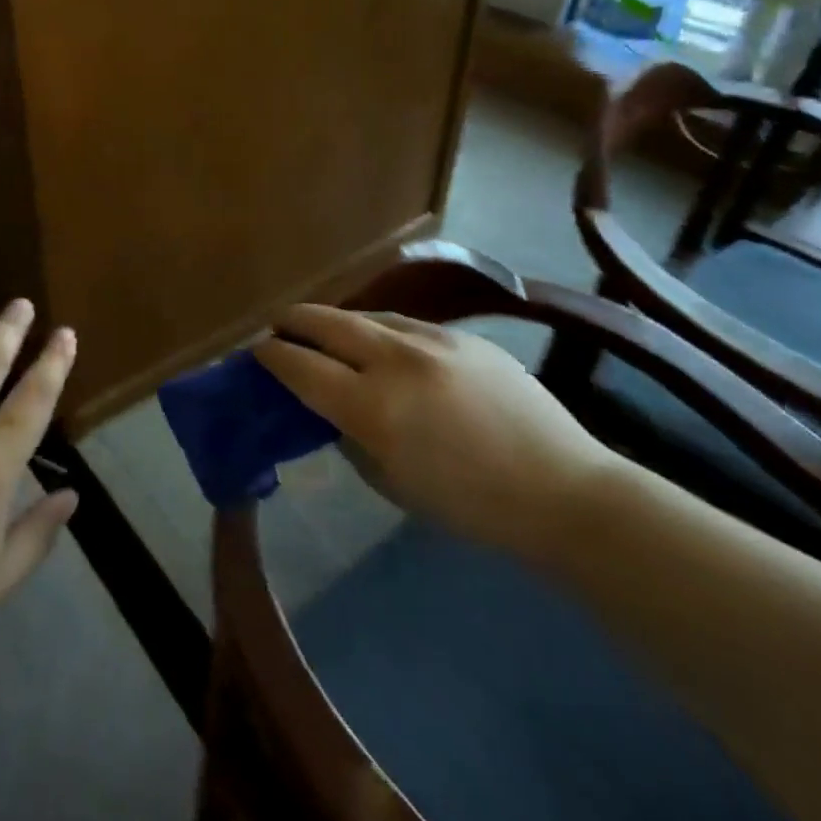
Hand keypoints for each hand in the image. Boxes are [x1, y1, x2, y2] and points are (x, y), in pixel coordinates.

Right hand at [255, 306, 618, 562]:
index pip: (301, 366)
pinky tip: (381, 343)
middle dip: (294, 321)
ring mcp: (431, 341)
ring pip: (365, 315)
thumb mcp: (391, 482)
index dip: (272, 356)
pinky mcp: (461, 335)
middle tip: (278, 326)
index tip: (258, 352)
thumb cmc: (470, 504)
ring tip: (325, 331)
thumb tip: (330, 407)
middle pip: (326, 323)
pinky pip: (404, 323)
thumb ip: (351, 436)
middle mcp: (395, 361)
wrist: (563, 491)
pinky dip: (379, 330)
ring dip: (336, 322)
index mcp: (373, 407)